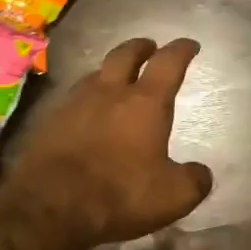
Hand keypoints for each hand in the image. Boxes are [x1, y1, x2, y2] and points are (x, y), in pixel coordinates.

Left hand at [4, 37, 213, 247]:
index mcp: (145, 103)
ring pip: (95, 73)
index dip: (181, 50)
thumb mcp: (173, 196)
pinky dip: (85, 97)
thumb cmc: (120, 195)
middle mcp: (109, 93)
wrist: (51, 205)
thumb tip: (201, 172)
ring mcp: (74, 103)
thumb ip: (193, 180)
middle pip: (125, 54)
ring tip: (116, 77)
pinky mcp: (49, 120)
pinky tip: (85, 111)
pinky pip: (72, 98)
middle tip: (149, 47)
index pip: (168, 63)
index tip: (190, 45)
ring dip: (110, 70)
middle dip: (140, 47)